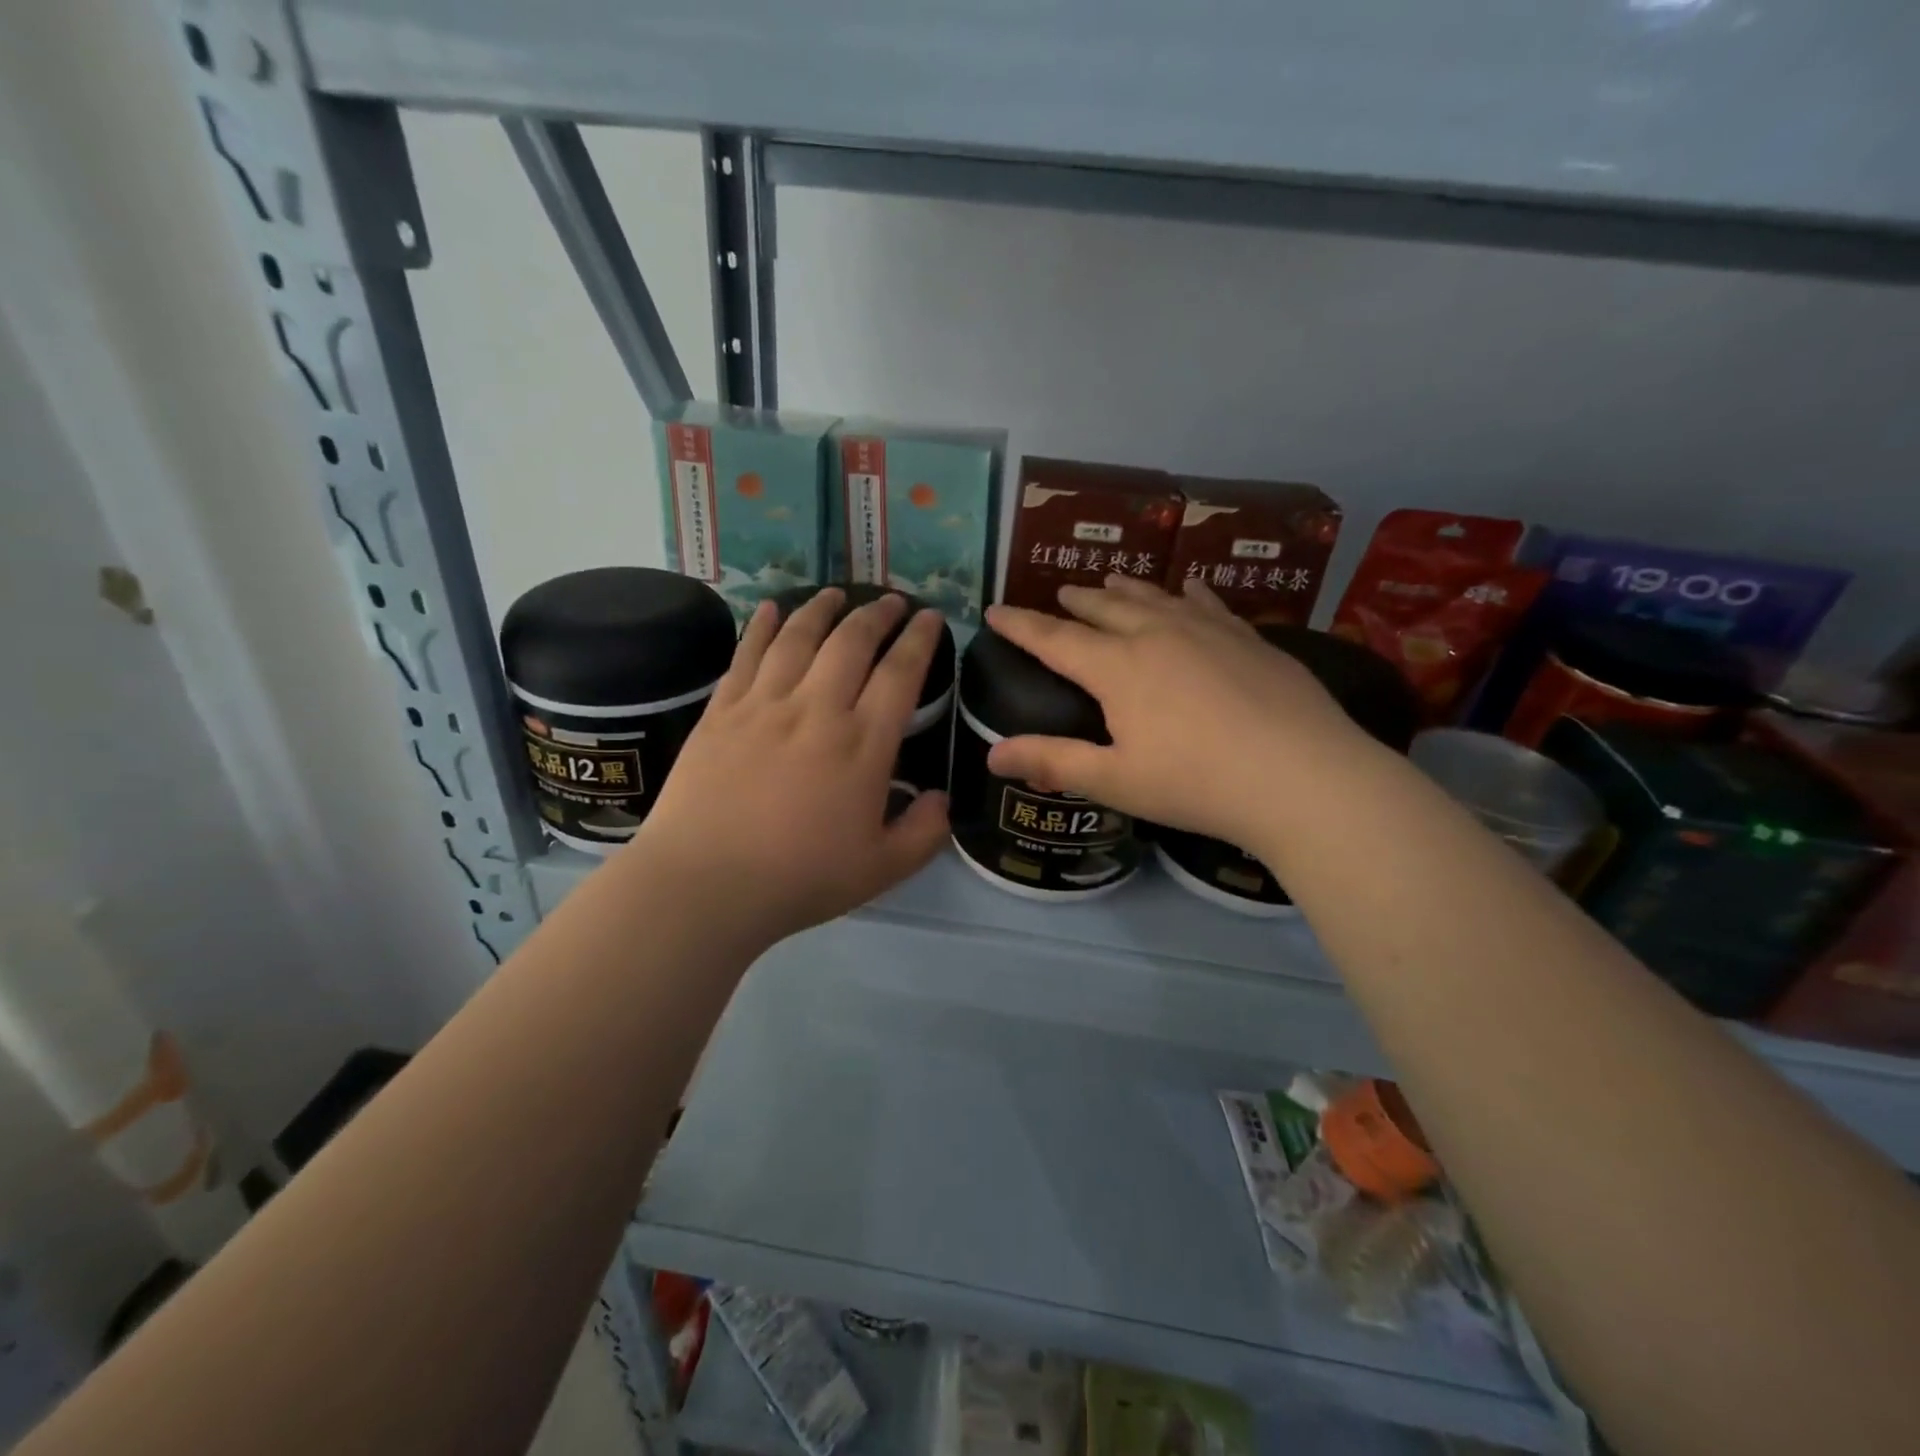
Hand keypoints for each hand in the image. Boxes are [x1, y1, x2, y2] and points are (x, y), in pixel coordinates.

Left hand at [631, 590, 949, 948]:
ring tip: (836, 594)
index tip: (930, 617)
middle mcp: (818, 709)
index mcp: (863, 744)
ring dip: (822, 608)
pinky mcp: (722, 711)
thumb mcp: (881, 869)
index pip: (900, 673)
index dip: (920, 639)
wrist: (705, 884)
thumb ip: (924, 832)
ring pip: (799, 637)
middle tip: (890, 601)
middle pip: (852, 641)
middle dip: (877, 613)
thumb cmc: (799, 879)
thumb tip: (942, 798)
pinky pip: (747, 654)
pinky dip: (764, 625)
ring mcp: (765, 705)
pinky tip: (772, 608)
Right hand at [985, 577, 1376, 850]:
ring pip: (1155, 598)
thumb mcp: (1115, 780)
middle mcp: (1158, 635)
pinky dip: (1188, 594)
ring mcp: (1208, 631)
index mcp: (1118, 668)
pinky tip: (1188, 589)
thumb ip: (1053, 762)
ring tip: (1109, 580)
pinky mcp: (1249, 638)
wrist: (1303, 777)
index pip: (1054, 639)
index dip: (1020, 626)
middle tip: (1059, 595)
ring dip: (1126, 589)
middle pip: (1105, 609)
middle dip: (1076, 602)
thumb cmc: (1197, 783)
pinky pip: (1208, 604)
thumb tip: (992, 754)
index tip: (994, 610)